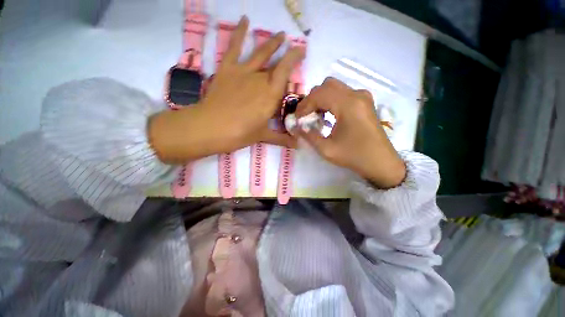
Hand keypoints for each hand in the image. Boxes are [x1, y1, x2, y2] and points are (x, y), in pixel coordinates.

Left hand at [149, 16, 303, 163]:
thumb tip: (298, 146)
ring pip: (260, 53)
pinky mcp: (227, 69)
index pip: (286, 70)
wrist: (211, 127)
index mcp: (270, 95)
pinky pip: (234, 47)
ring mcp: (243, 72)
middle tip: (293, 48)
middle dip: (285, 56)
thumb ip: (282, 139)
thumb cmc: (240, 133)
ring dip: (271, 43)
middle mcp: (260, 79)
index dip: (294, 57)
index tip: (301, 50)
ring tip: (280, 34)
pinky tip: (245, 20)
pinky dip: (239, 33)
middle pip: (275, 65)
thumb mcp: (263, 136)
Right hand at [295, 78, 405, 187]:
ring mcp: (363, 96)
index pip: (319, 94)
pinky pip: (343, 93)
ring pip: (334, 87)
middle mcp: (356, 95)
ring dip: (321, 99)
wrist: (380, 162)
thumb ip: (308, 136)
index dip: (304, 105)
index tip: (297, 119)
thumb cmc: (354, 156)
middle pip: (326, 85)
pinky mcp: (365, 101)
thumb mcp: (327, 149)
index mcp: (348, 105)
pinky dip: (331, 100)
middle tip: (305, 116)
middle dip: (311, 99)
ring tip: (315, 115)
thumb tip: (296, 127)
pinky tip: (328, 114)